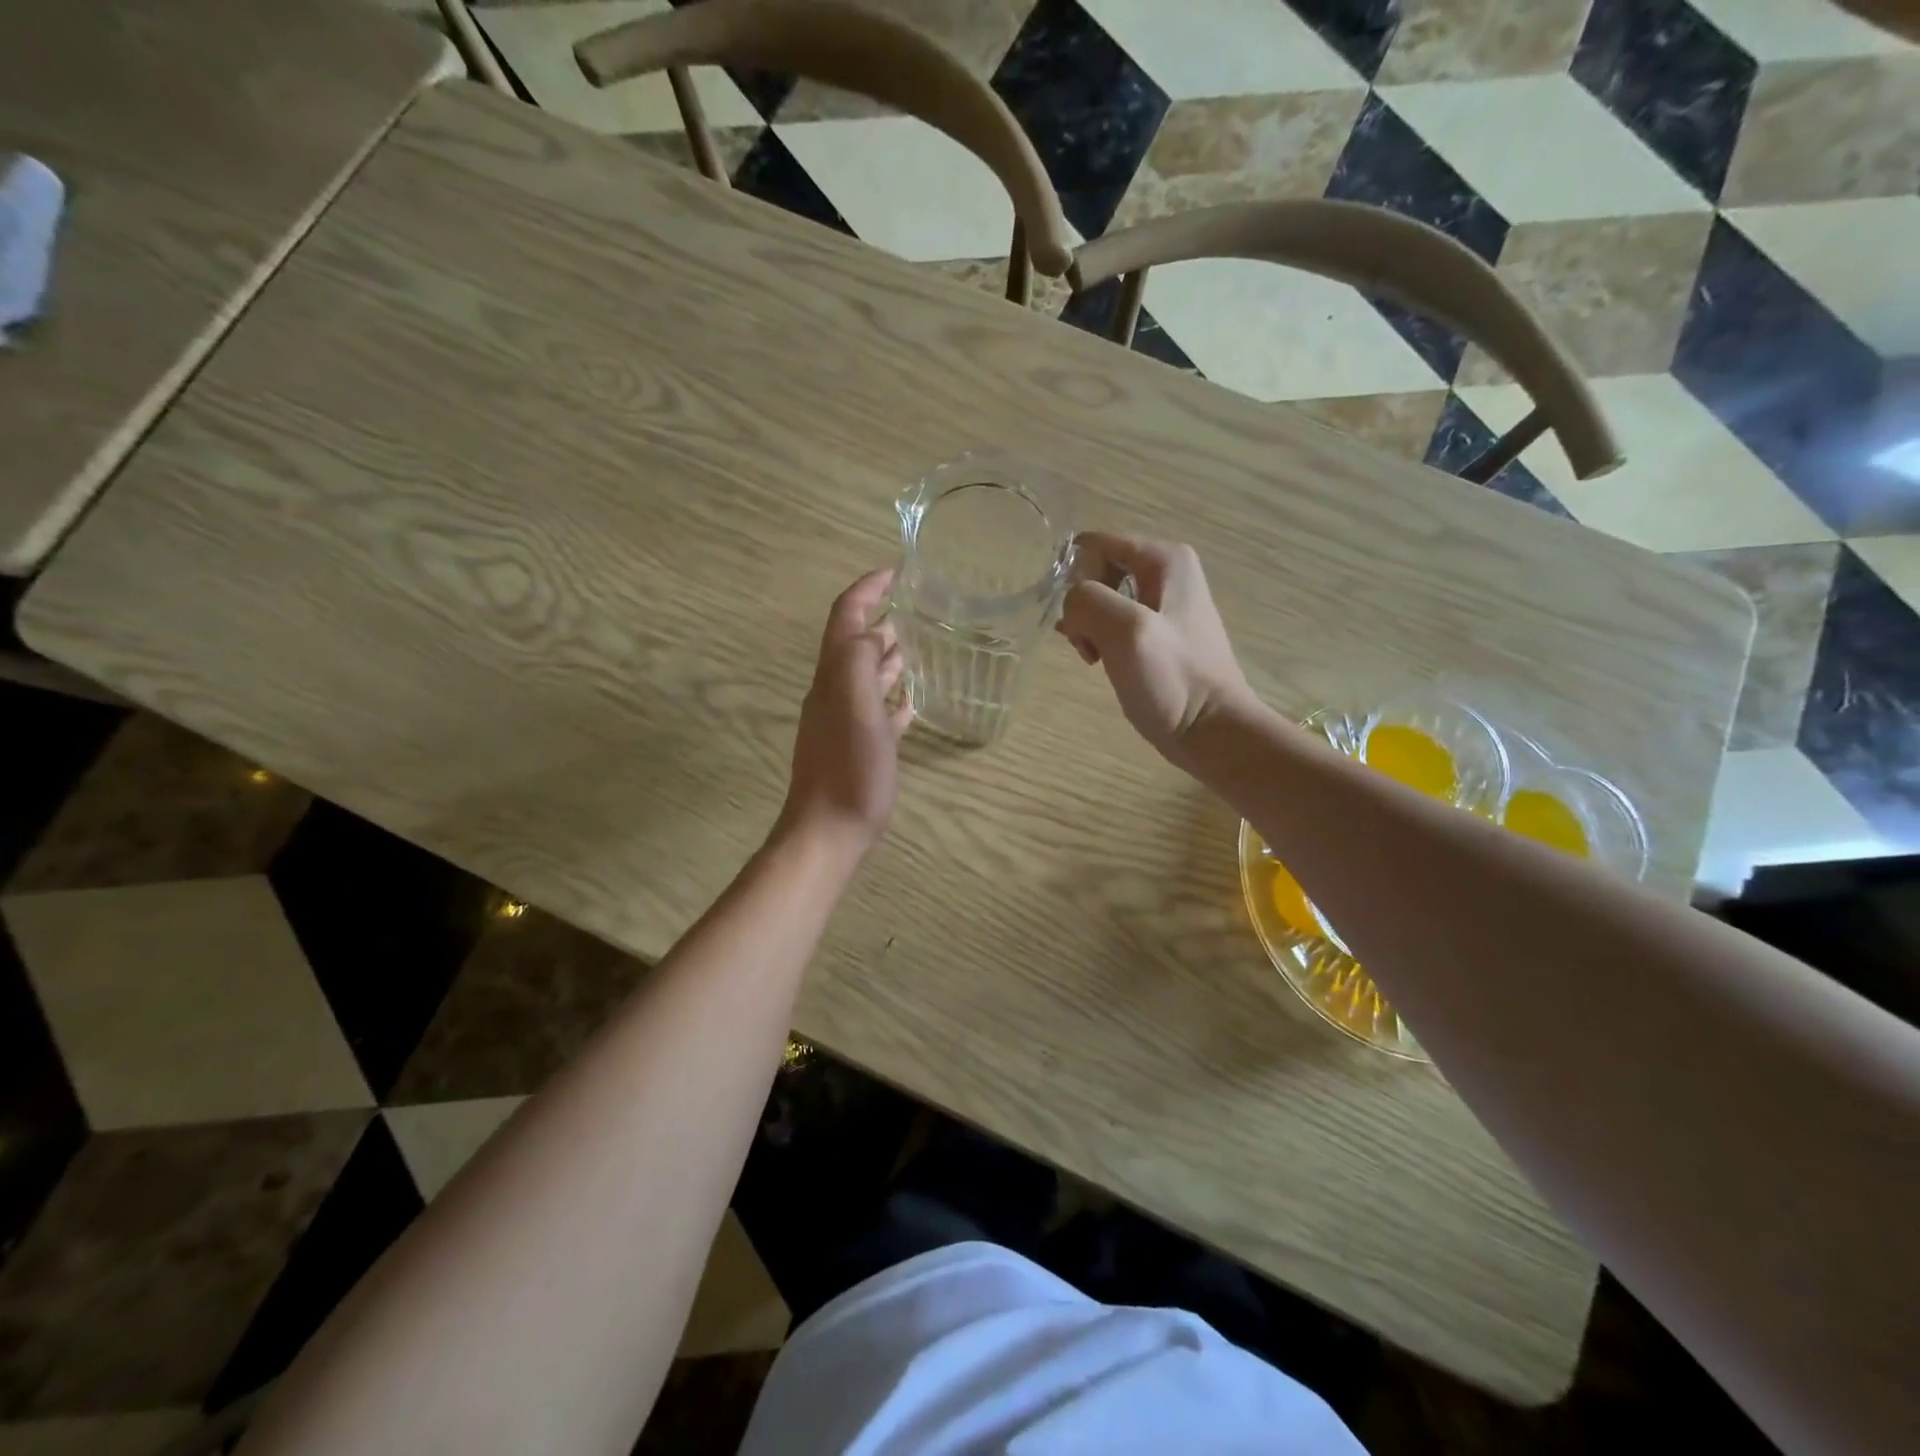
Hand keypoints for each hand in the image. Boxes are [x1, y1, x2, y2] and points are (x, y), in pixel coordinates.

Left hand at [778, 568, 913, 857]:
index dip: (866, 589)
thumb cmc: (848, 770)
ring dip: (891, 655)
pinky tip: (914, 700)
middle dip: (883, 617)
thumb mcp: (855, 709)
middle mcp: (836, 691)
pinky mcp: (861, 746)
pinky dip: (895, 696)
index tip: (896, 571)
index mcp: (834, 676)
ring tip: (923, 643)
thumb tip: (874, 630)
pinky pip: (879, 710)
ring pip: (869, 675)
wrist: (829, 832)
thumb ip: (859, 663)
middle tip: (920, 604)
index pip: (845, 617)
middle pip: (857, 643)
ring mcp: (847, 721)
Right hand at [1057, 534, 1254, 762]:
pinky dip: (1102, 640)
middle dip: (1081, 605)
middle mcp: (1168, 571)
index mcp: (1165, 558)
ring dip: (1089, 626)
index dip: (1075, 580)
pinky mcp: (1161, 633)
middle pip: (1097, 572)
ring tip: (1094, 657)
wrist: (1212, 731)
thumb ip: (1086, 601)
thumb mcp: (1125, 631)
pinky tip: (1105, 663)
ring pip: (1103, 599)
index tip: (1076, 620)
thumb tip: (1072, 606)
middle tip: (1086, 644)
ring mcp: (1166, 603)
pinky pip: (1116, 621)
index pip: (1094, 546)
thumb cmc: (1172, 680)